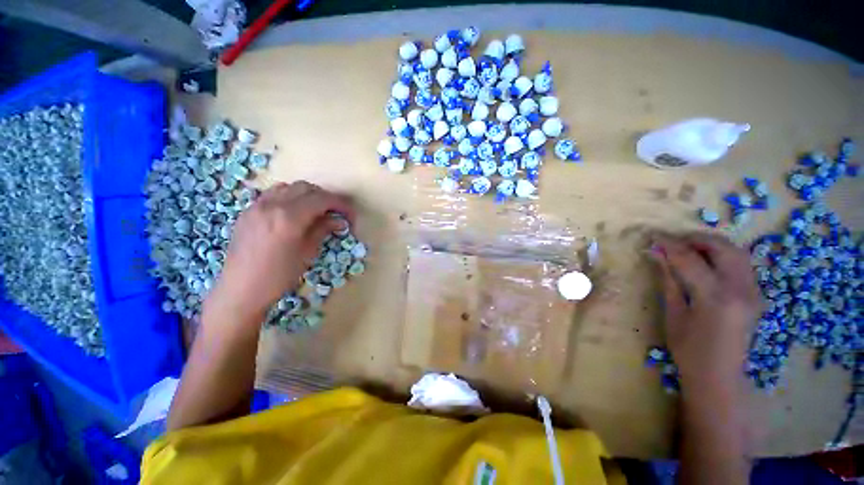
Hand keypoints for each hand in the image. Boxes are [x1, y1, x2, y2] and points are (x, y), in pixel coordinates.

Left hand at [205, 181, 353, 326]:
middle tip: (335, 214)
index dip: (341, 204)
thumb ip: (322, 230)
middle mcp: (272, 205)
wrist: (240, 290)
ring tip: (315, 212)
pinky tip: (294, 213)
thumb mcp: (307, 253)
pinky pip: (273, 194)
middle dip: (326, 198)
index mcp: (289, 218)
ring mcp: (257, 206)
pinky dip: (289, 197)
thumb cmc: (279, 277)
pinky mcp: (248, 211)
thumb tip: (339, 220)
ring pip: (289, 187)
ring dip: (307, 195)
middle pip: (306, 188)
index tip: (350, 216)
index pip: (322, 199)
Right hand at [650, 232, 761, 391]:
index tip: (653, 236)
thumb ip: (669, 280)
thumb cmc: (689, 350)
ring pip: (736, 252)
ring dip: (711, 244)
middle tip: (672, 241)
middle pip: (722, 248)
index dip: (670, 245)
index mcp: (716, 298)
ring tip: (687, 248)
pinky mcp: (756, 294)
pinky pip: (741, 264)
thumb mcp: (674, 314)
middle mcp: (741, 289)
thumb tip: (656, 254)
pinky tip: (705, 262)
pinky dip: (722, 255)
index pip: (690, 259)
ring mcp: (754, 291)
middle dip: (696, 239)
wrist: (720, 376)